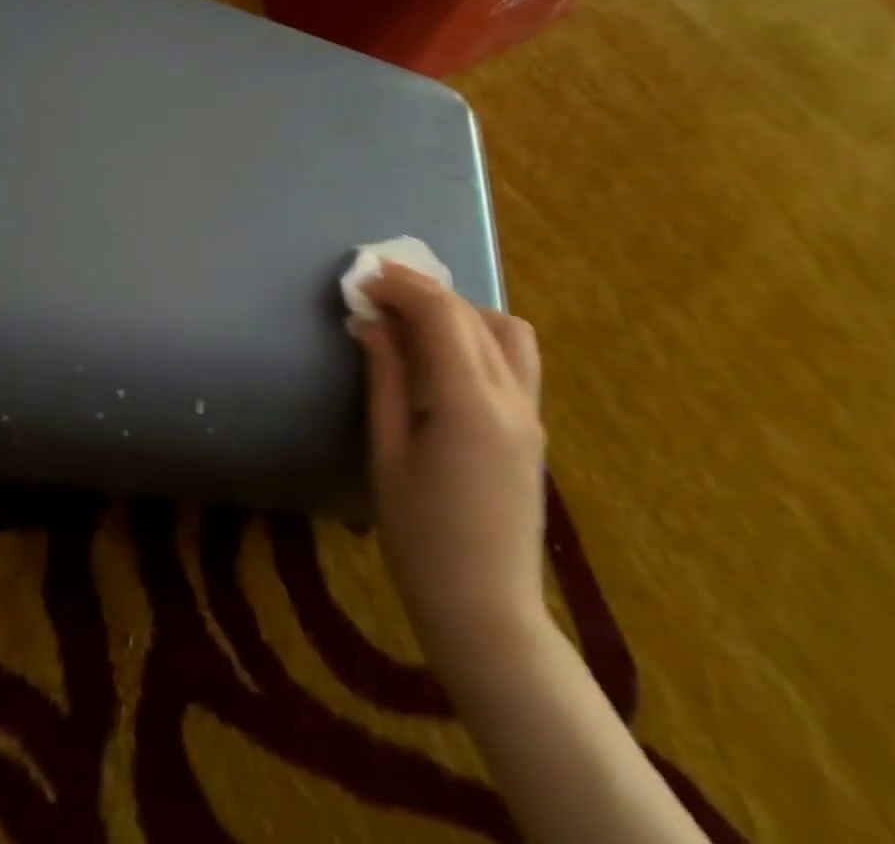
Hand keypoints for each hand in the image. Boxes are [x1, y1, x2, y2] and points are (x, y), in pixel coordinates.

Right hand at [353, 265, 546, 663]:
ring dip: (458, 310)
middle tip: (375, 294)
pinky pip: (514, 358)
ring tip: (412, 322)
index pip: (441, 313)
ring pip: (505, 329)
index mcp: (469, 403)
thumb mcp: (387, 452)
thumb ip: (385, 377)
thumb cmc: (420, 537)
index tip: (361, 282)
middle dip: (421, 291)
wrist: (486, 611)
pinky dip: (478, 336)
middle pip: (470, 313)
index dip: (399, 286)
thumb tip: (370, 322)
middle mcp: (511, 396)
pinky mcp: (533, 427)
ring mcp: (531, 412)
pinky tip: (442, 356)